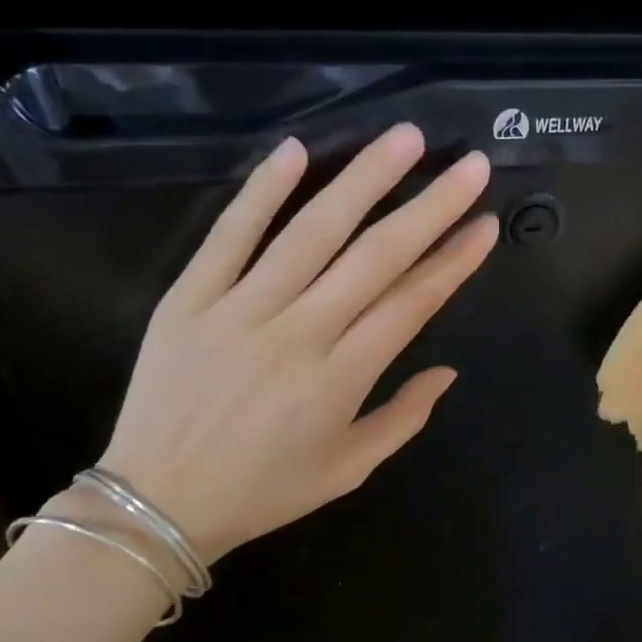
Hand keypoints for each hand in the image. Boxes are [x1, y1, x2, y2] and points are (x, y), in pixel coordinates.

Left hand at [97, 124, 497, 560]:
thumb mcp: (348, 470)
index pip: (411, 303)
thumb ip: (403, 418)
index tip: (486, 224)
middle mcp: (298, 333)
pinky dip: (261, 191)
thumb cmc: (263, 490)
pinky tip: (296, 150)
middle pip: (375, 257)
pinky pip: (229, 235)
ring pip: (311, 232)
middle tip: (468, 165)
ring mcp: (239, 309)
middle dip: (430, 206)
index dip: (454, 260)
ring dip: (362, 180)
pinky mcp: (189, 298)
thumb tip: (447, 371)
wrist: (155, 502)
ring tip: (404, 138)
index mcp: (340, 379)